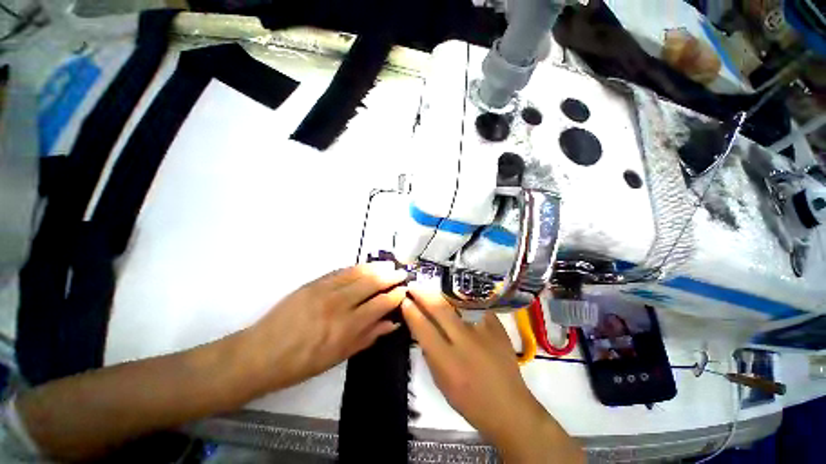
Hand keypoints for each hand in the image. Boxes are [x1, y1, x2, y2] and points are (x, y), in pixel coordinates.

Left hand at [246, 262, 407, 392]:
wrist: (261, 354)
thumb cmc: (301, 364)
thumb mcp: (338, 357)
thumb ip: (368, 337)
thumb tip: (391, 323)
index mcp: (346, 327)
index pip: (380, 304)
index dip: (395, 295)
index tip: (404, 290)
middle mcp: (338, 305)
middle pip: (371, 283)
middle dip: (390, 276)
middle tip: (401, 272)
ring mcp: (324, 290)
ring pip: (358, 272)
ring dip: (376, 267)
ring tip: (389, 264)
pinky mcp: (313, 283)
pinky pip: (341, 271)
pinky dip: (357, 267)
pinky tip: (366, 266)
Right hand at [401, 286, 583, 462]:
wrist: (510, 408)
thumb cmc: (470, 402)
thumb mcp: (441, 382)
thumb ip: (429, 353)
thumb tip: (420, 327)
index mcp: (448, 362)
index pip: (423, 328)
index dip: (411, 311)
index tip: (404, 300)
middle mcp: (465, 342)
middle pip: (439, 309)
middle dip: (423, 294)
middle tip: (413, 285)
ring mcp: (484, 331)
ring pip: (457, 304)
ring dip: (441, 295)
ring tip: (431, 288)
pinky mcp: (497, 326)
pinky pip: (475, 307)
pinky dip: (463, 302)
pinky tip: (456, 298)